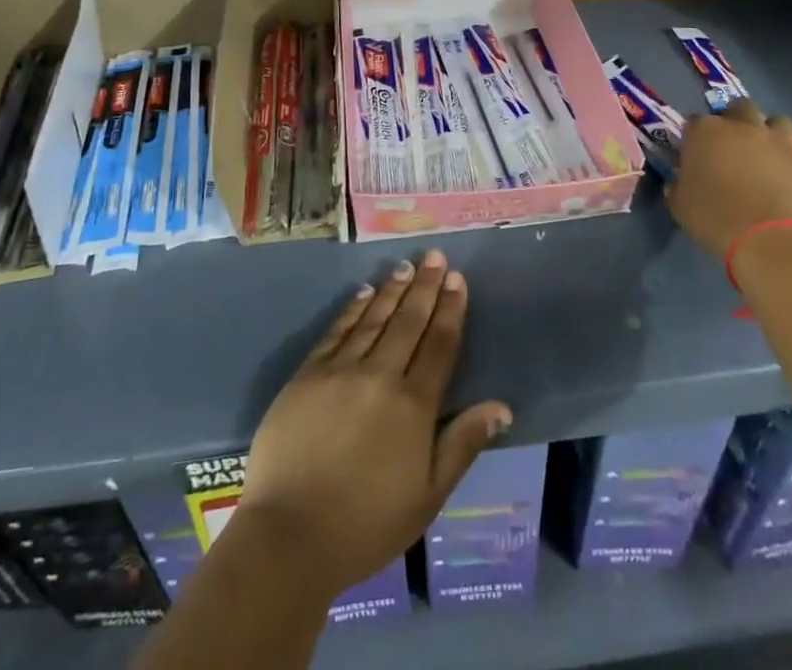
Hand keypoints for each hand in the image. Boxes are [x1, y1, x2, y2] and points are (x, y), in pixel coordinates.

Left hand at [236, 250, 512, 600]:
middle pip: (408, 321)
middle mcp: (380, 375)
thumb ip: (463, 444)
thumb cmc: (367, 524)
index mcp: (414, 405)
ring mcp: (341, 370)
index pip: (439, 345)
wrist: (290, 535)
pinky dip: (353, 309)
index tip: (458, 280)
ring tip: (406, 266)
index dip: (451, 309)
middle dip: (425, 286)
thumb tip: (502, 406)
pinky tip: (363, 293)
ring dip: (392, 290)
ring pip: (373, 318)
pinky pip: (337, 331)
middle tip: (436, 256)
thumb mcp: (428, 495)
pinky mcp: (308, 374)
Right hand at [669, 100, 791, 261]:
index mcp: (708, 132)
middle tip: (734, 146)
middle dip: (738, 120)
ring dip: (773, 136)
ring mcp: (784, 145)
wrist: (771, 243)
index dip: (696, 136)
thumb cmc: (715, 219)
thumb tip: (681, 181)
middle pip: (742, 107)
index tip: (696, 153)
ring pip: (780, 123)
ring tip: (768, 160)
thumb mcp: (679, 205)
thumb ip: (679, 185)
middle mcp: (746, 128)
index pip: (696, 121)